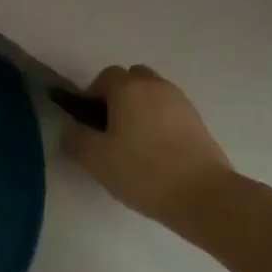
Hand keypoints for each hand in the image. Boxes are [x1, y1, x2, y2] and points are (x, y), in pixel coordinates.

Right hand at [63, 66, 233, 233]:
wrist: (202, 195)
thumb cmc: (142, 171)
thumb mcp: (95, 159)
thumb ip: (74, 138)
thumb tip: (69, 127)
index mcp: (128, 88)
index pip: (104, 77)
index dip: (92, 96)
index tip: (89, 125)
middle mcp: (155, 85)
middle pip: (131, 79)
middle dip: (118, 97)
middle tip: (111, 130)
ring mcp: (180, 101)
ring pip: (152, 94)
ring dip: (140, 108)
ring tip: (135, 144)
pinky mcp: (197, 120)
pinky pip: (169, 110)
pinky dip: (159, 121)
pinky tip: (157, 152)